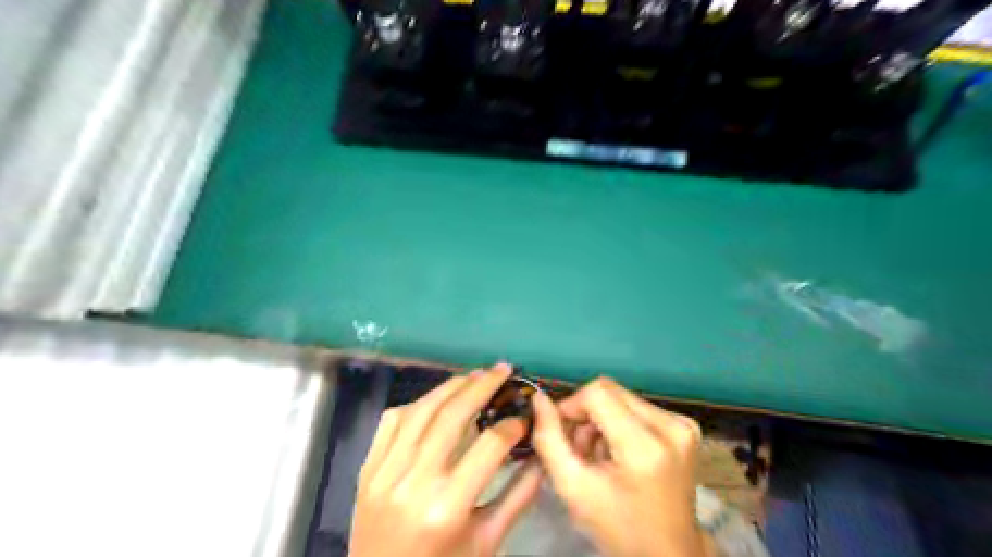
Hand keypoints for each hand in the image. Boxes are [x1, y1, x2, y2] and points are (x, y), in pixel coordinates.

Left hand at [351, 365, 540, 556]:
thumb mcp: (487, 542)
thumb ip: (518, 497)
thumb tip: (541, 455)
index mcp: (447, 508)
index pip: (488, 447)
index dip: (512, 425)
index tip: (524, 415)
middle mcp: (413, 483)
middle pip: (452, 417)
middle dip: (482, 386)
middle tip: (503, 369)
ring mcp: (384, 473)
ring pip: (421, 411)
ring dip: (450, 386)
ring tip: (475, 375)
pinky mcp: (366, 469)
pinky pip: (391, 421)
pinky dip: (417, 403)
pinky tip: (436, 399)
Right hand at [534, 376, 704, 553]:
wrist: (668, 553)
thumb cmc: (618, 526)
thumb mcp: (573, 488)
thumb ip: (549, 440)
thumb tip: (539, 399)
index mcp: (646, 446)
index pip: (597, 393)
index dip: (571, 405)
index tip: (561, 431)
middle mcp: (672, 426)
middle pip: (610, 391)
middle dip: (585, 414)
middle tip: (578, 448)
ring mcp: (683, 425)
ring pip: (622, 397)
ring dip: (601, 419)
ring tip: (598, 454)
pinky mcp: (685, 426)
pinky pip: (637, 407)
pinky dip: (619, 423)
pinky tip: (617, 451)